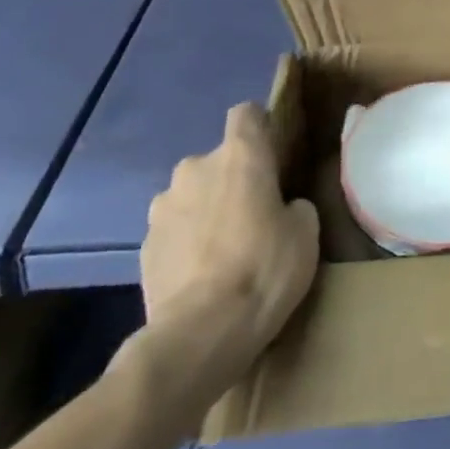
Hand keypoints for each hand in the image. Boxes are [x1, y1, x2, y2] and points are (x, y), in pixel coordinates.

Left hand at [123, 101, 319, 425]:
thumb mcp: (306, 233)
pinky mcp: (143, 246)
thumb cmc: (264, 270)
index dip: (260, 128)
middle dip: (232, 180)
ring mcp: (162, 207)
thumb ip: (294, 205)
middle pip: (218, 160)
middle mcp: (195, 168)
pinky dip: (187, 243)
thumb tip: (283, 207)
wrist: (199, 334)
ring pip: (192, 196)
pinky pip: (174, 231)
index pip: (247, 114)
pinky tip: (202, 275)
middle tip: (254, 215)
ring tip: (224, 250)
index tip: (273, 155)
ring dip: (205, 211)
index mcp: (241, 156)